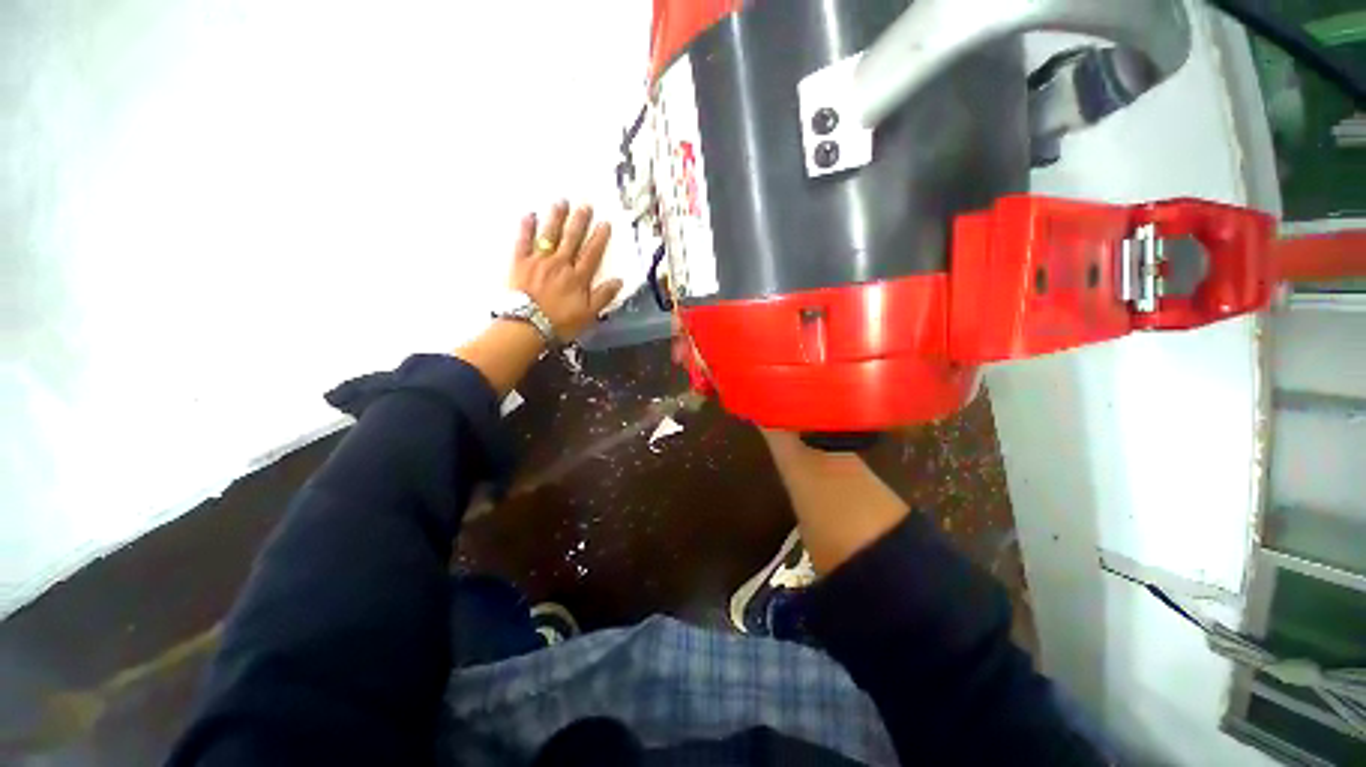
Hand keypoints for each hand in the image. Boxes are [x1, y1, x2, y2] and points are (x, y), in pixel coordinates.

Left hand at [512, 201, 622, 341]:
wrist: (528, 326)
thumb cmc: (560, 323)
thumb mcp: (588, 314)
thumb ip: (603, 296)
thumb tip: (619, 281)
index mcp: (578, 277)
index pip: (592, 253)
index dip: (599, 238)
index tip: (604, 223)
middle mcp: (560, 264)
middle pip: (572, 239)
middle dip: (579, 221)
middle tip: (585, 205)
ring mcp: (539, 261)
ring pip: (550, 235)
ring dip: (557, 218)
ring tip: (562, 202)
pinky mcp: (520, 263)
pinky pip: (523, 241)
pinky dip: (526, 227)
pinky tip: (530, 214)